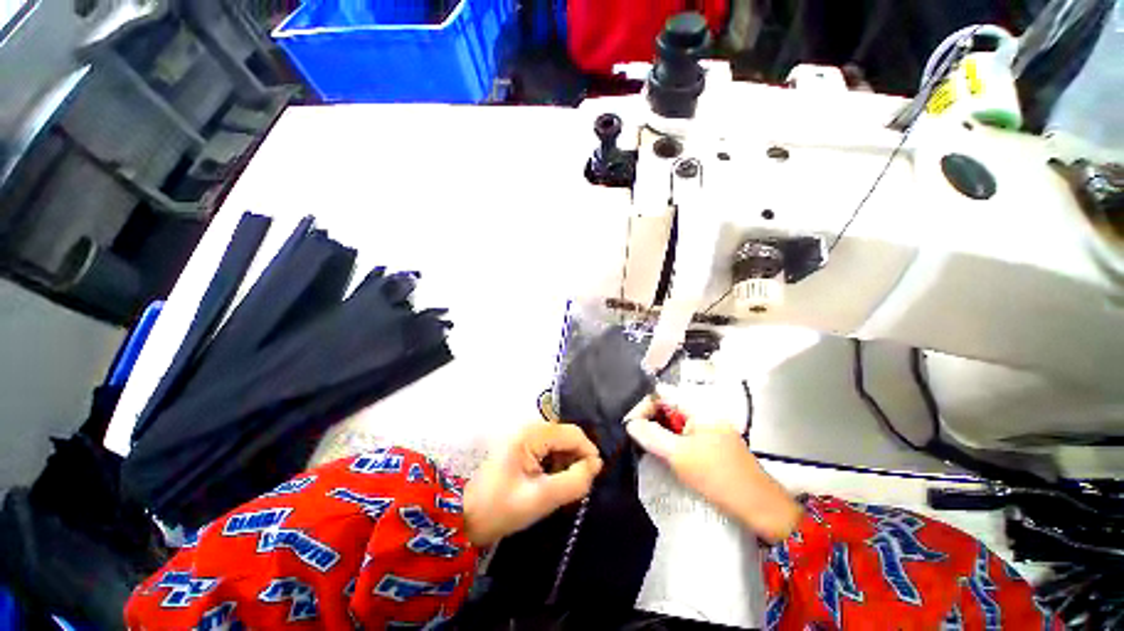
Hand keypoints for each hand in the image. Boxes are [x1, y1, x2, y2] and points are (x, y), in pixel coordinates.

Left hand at [464, 422, 602, 546]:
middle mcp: (530, 428)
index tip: (593, 478)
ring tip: (561, 488)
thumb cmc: (499, 508)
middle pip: (567, 437)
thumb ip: (573, 482)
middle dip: (576, 460)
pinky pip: (549, 449)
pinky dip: (555, 464)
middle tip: (575, 487)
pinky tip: (550, 482)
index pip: (573, 434)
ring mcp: (525, 436)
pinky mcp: (523, 446)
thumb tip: (596, 466)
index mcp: (532, 434)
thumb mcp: (540, 499)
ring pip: (559, 443)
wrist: (464, 516)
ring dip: (566, 463)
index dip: (588, 453)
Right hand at [625, 395, 801, 542]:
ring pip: (674, 422)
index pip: (661, 394)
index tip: (630, 424)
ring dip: (659, 431)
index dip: (642, 405)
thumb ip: (652, 436)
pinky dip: (671, 440)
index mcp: (697, 408)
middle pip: (667, 406)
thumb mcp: (679, 455)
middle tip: (635, 436)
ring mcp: (708, 427)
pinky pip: (683, 434)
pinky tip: (664, 453)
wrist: (759, 506)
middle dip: (649, 418)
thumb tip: (630, 423)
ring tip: (646, 445)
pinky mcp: (710, 443)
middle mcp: (702, 412)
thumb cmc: (718, 476)